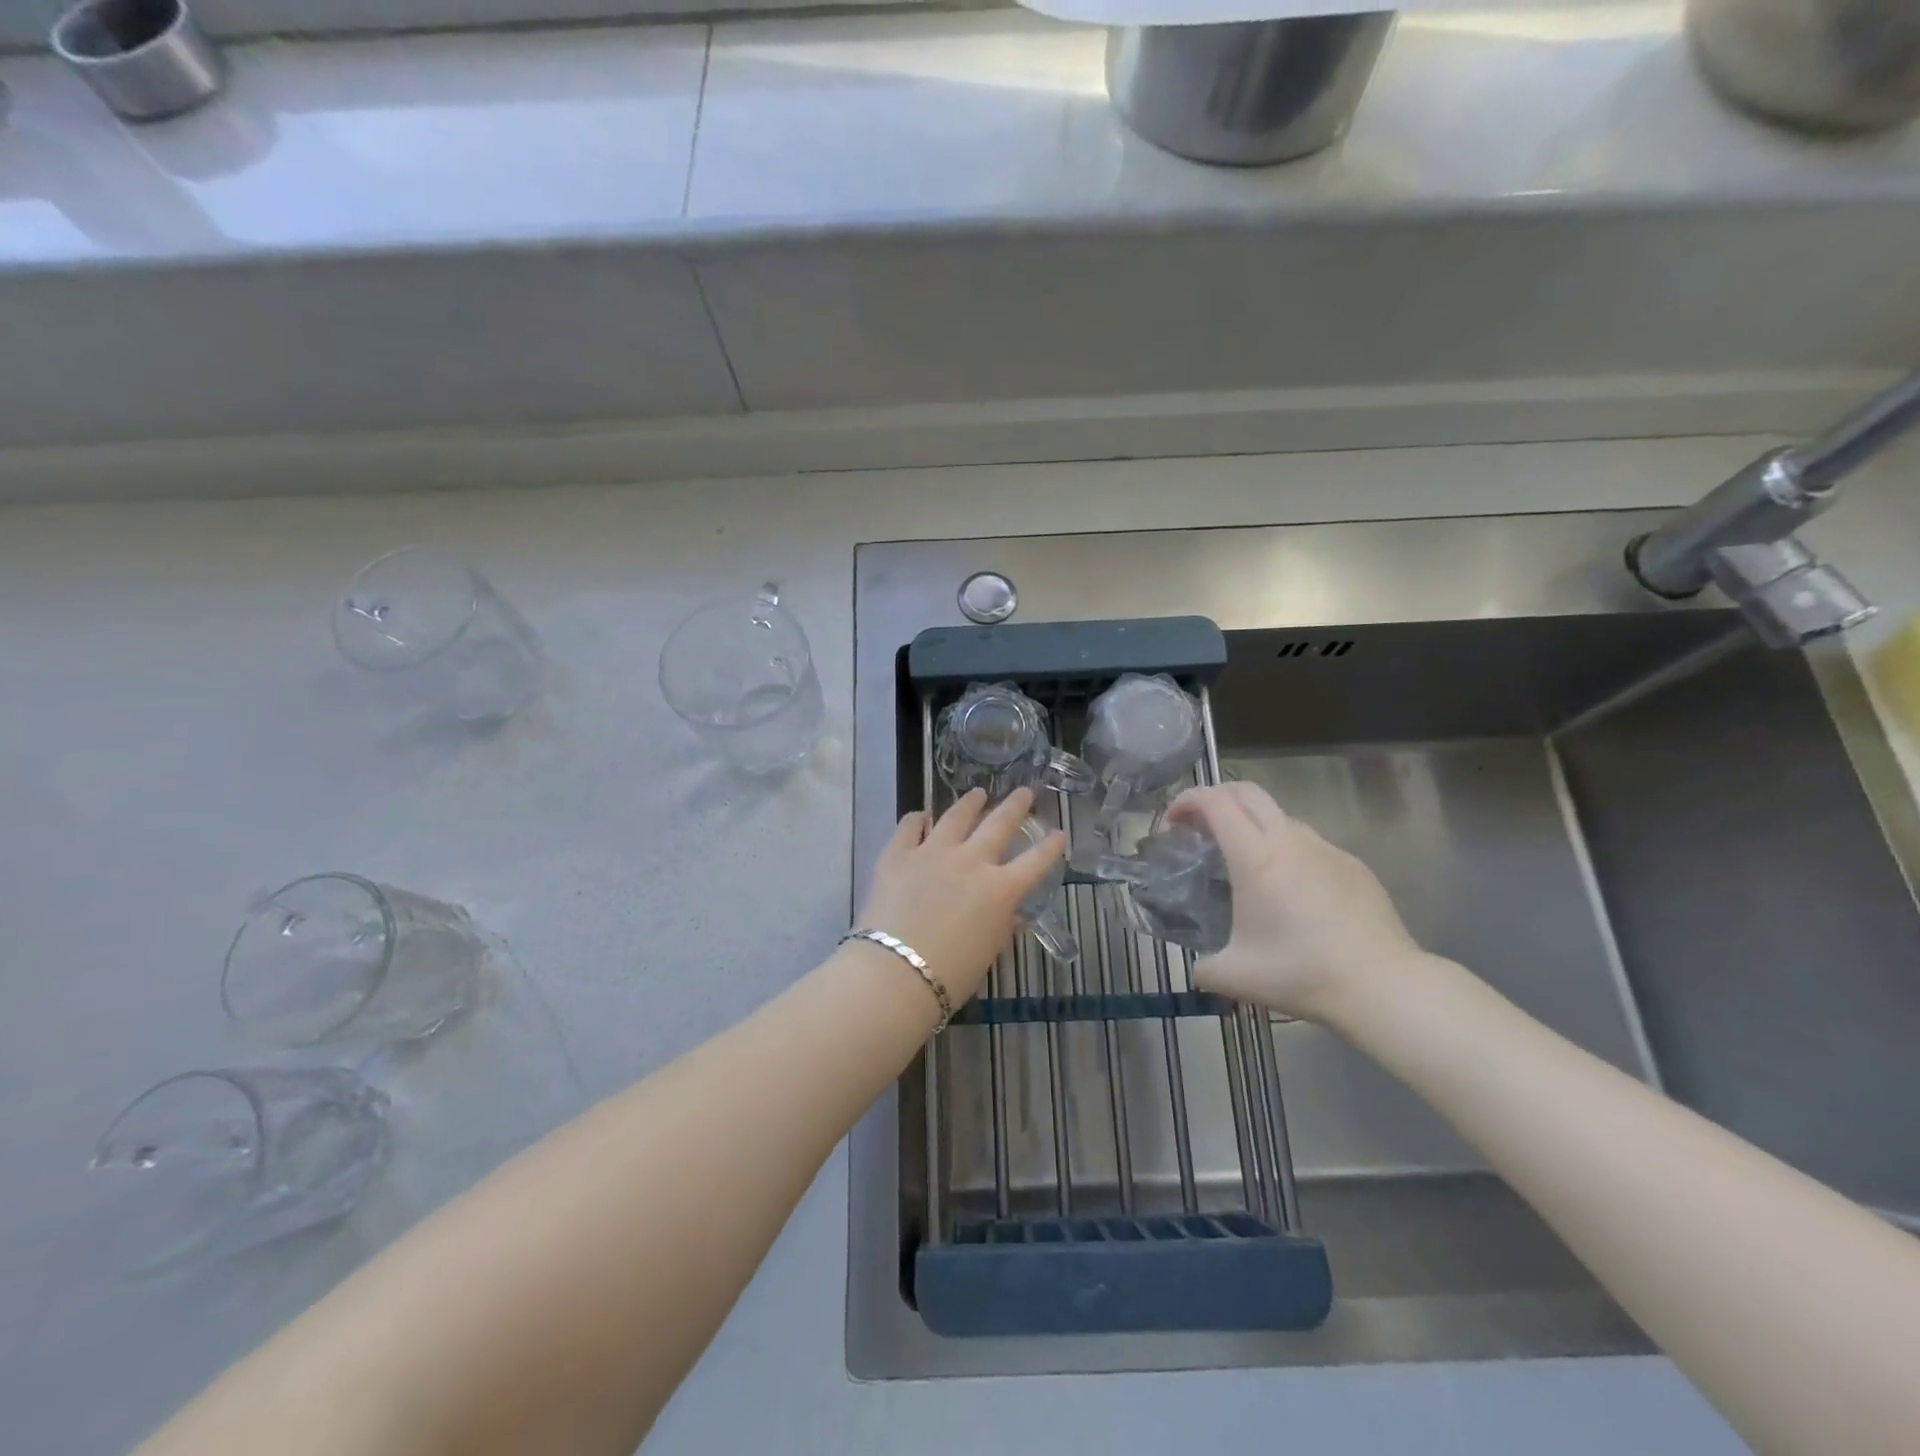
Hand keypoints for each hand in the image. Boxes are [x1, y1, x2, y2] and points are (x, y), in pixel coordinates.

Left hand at [858, 787, 1065, 1005]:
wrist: (894, 973)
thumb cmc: (949, 976)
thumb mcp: (988, 953)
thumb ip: (1002, 927)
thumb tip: (1013, 914)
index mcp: (1000, 890)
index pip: (1035, 862)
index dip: (1051, 847)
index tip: (1059, 833)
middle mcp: (971, 861)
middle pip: (999, 824)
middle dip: (1015, 806)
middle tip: (1024, 792)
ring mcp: (932, 852)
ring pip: (956, 816)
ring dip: (970, 803)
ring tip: (977, 793)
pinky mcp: (897, 854)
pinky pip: (910, 826)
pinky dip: (919, 819)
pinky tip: (922, 815)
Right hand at [1168, 781, 1432, 1024]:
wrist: (1383, 986)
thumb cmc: (1302, 974)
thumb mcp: (1236, 977)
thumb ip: (1203, 967)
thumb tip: (1197, 968)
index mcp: (1256, 858)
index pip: (1216, 803)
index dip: (1188, 800)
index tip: (1172, 820)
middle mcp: (1290, 841)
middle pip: (1247, 792)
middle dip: (1216, 796)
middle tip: (1199, 824)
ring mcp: (1326, 849)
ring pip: (1280, 816)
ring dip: (1252, 823)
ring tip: (1244, 860)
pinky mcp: (1353, 864)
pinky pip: (1309, 843)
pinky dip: (1286, 848)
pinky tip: (1290, 889)